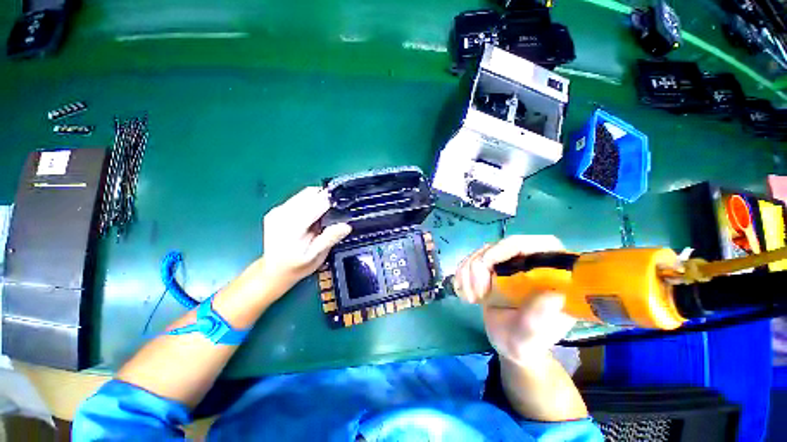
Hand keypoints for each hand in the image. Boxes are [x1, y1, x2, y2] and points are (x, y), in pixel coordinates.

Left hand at [260, 186, 351, 288]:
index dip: (332, 202)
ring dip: (318, 199)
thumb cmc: (297, 266)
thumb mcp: (316, 256)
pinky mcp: (276, 210)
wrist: (273, 271)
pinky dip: (309, 202)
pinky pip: (298, 198)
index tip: (344, 206)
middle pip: (310, 193)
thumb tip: (346, 226)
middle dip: (325, 199)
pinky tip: (313, 216)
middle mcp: (282, 214)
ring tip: (324, 215)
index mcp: (293, 226)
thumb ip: (329, 238)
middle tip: (336, 212)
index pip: (316, 203)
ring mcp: (278, 211)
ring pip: (304, 193)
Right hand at [453, 235, 575, 364]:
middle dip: (479, 268)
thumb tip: (553, 295)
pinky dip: (461, 274)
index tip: (485, 269)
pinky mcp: (492, 267)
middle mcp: (528, 260)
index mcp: (549, 271)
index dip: (502, 249)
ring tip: (470, 298)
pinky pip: (470, 259)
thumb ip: (539, 318)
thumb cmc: (526, 341)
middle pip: (496, 246)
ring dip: (467, 273)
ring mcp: (508, 261)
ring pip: (479, 252)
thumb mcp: (532, 335)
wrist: (509, 342)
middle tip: (476, 295)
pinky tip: (464, 292)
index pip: (526, 244)